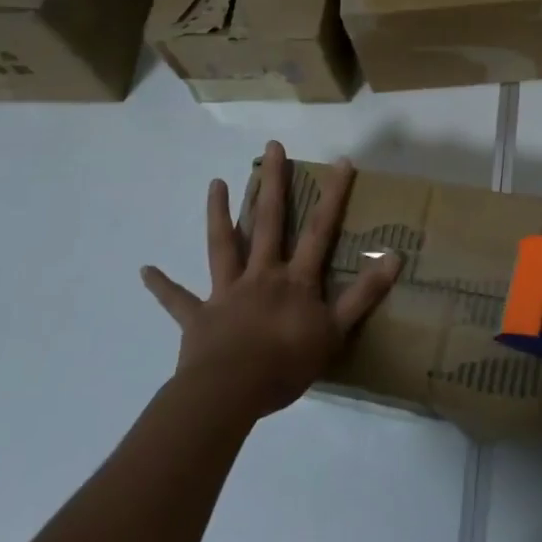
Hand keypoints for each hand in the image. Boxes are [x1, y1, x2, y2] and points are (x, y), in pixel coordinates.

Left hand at [141, 142, 400, 421]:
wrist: (230, 394)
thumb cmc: (286, 364)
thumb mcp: (336, 332)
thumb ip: (364, 295)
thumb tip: (396, 257)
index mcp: (295, 280)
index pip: (319, 231)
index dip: (332, 196)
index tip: (341, 161)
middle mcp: (261, 275)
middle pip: (267, 222)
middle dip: (273, 183)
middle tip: (272, 147)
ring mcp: (226, 293)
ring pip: (223, 245)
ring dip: (218, 214)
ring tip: (214, 182)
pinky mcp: (198, 318)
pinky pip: (178, 300)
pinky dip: (163, 286)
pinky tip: (145, 270)